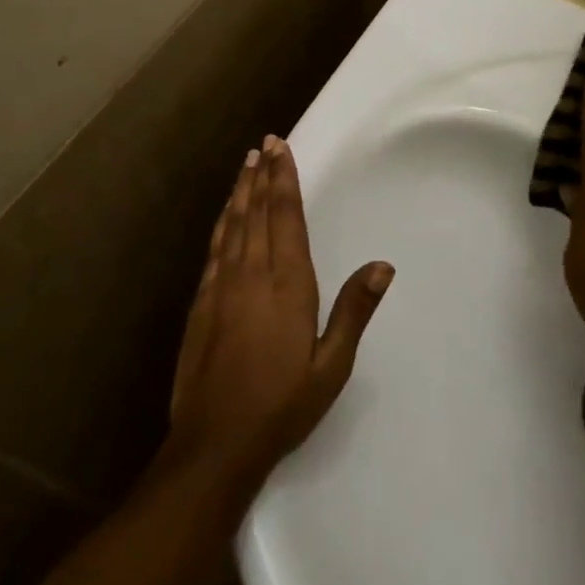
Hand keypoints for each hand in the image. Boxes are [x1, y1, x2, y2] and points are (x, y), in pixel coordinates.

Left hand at [168, 135, 393, 486]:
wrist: (216, 442)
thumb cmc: (283, 404)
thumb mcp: (331, 365)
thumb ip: (354, 311)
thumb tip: (383, 266)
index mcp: (287, 284)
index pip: (285, 217)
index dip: (283, 180)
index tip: (280, 148)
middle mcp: (252, 274)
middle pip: (257, 212)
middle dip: (262, 175)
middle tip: (264, 143)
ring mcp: (221, 286)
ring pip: (232, 225)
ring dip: (240, 192)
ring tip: (246, 164)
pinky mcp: (201, 303)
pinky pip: (214, 249)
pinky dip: (221, 223)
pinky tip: (225, 214)